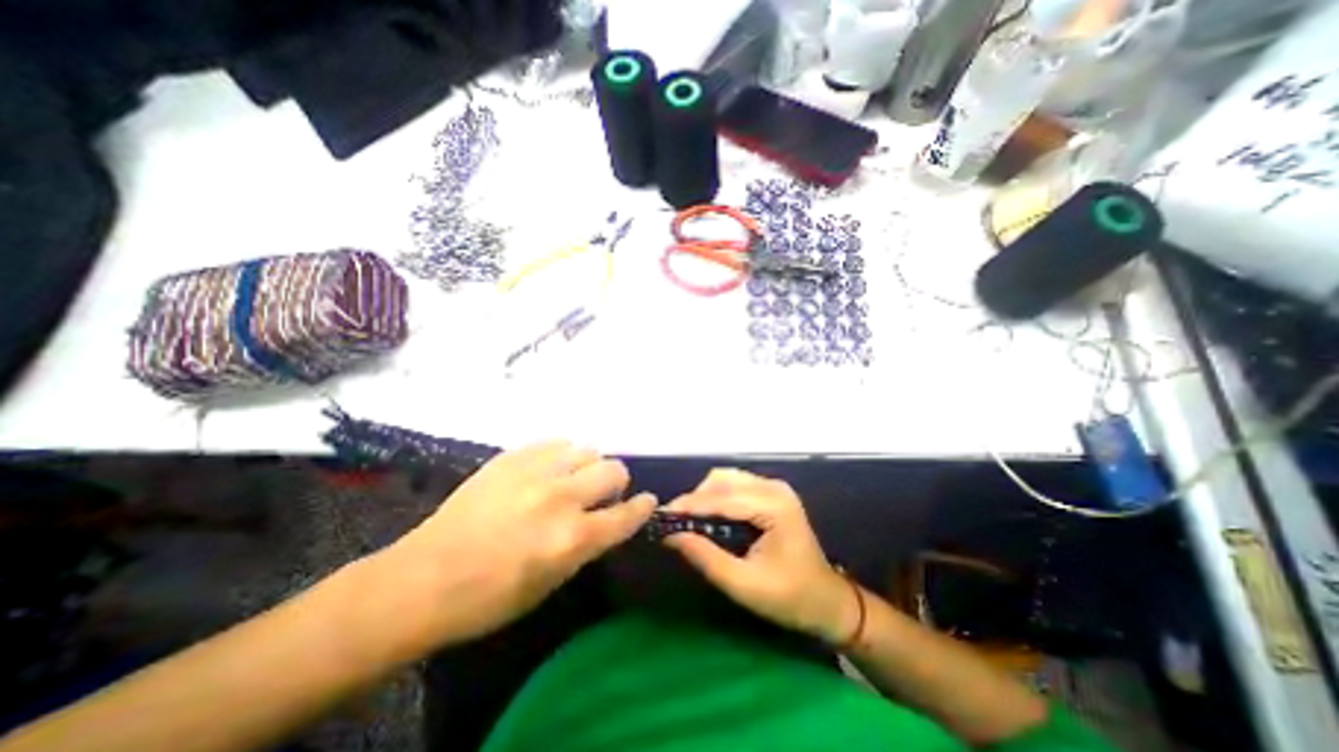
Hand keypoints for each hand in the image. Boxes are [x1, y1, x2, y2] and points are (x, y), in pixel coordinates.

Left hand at [378, 439, 658, 645]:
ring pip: (587, 449)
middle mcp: (561, 498)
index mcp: (572, 538)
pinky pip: (556, 442)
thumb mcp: (551, 583)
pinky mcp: (512, 457)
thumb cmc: (490, 597)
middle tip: (600, 494)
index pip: (626, 514)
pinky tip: (547, 470)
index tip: (646, 502)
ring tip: (570, 480)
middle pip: (614, 469)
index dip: (642, 507)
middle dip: (615, 482)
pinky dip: (561, 455)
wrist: (423, 579)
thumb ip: (586, 546)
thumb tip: (606, 519)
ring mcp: (535, 472)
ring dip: (587, 466)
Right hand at [663, 470, 849, 640]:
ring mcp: (775, 488)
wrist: (828, 601)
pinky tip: (708, 515)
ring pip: (727, 479)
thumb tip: (672, 536)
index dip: (690, 505)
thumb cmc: (790, 598)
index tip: (662, 515)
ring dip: (705, 496)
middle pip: (723, 480)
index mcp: (774, 507)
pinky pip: (736, 485)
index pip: (723, 498)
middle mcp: (774, 488)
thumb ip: (706, 558)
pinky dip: (717, 497)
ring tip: (688, 519)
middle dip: (696, 498)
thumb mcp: (744, 585)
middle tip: (675, 522)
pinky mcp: (773, 494)